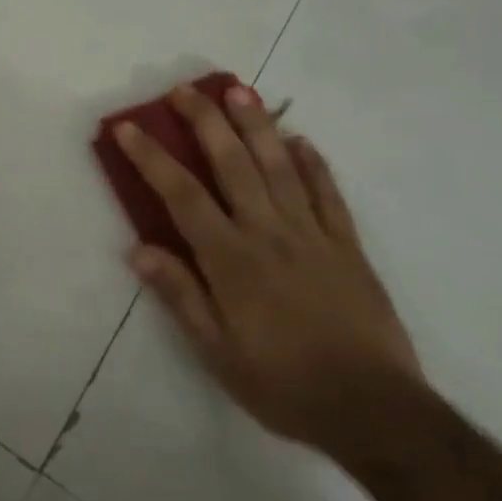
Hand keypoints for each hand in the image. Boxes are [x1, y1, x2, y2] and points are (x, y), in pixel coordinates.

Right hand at [116, 84, 421, 457]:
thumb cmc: (284, 385)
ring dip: (256, 125)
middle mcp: (268, 232)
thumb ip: (180, 296)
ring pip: (279, 166)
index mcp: (231, 259)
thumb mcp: (218, 353)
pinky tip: (302, 139)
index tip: (128, 127)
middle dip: (205, 121)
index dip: (151, 157)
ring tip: (239, 91)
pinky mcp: (347, 244)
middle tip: (185, 89)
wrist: (374, 411)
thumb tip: (138, 248)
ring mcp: (312, 233)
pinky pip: (329, 193)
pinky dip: (315, 163)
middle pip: (232, 163)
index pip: (181, 195)